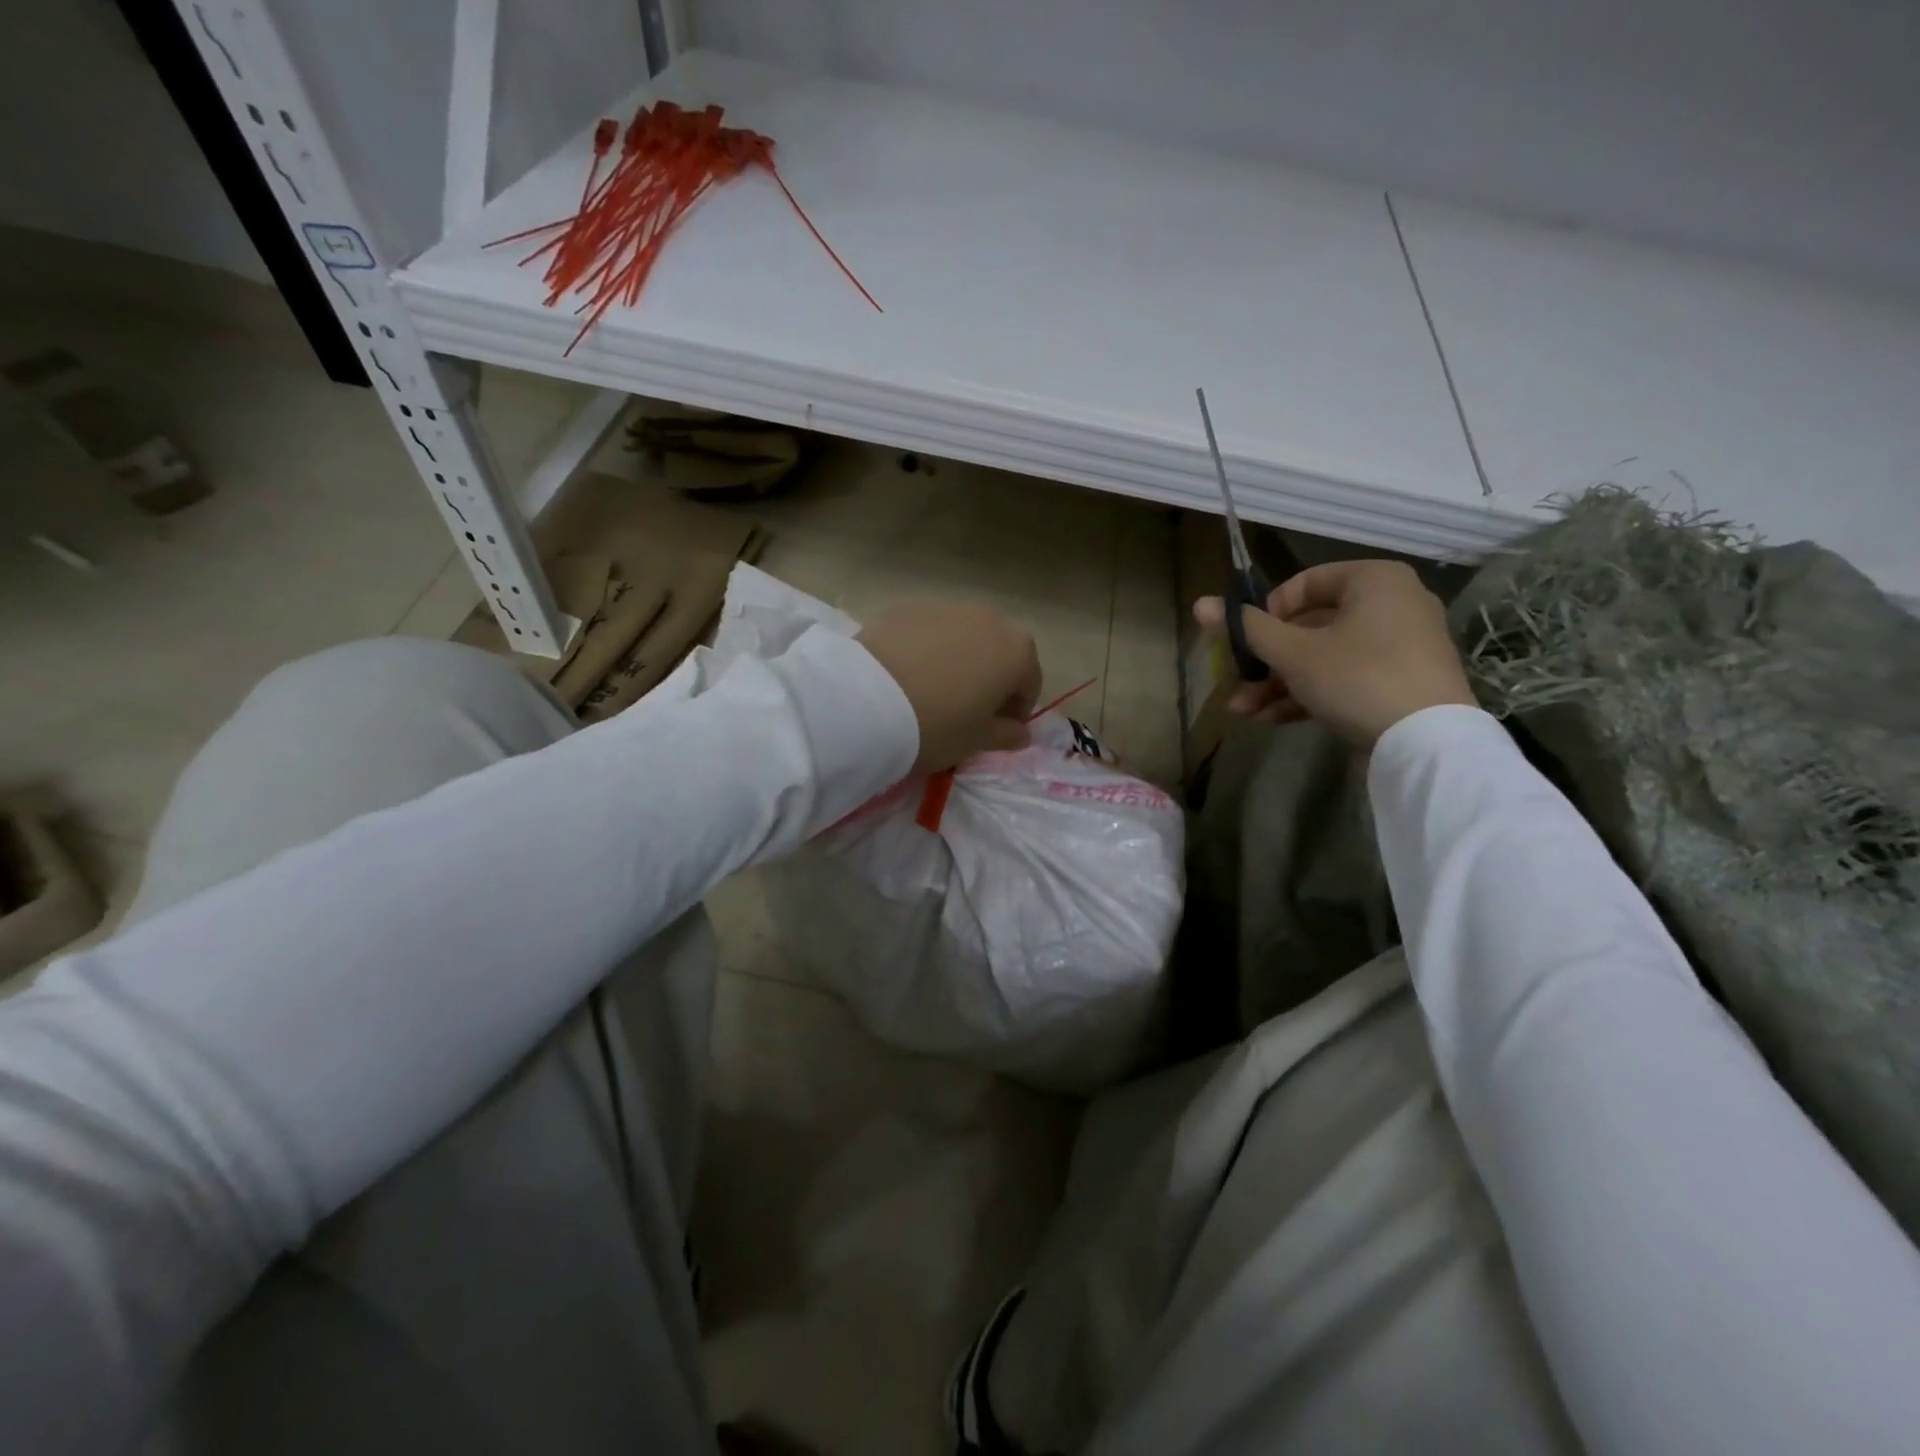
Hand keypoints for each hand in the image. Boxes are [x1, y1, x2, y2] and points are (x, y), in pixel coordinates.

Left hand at [857, 599, 1041, 772]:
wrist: (868, 700)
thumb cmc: (938, 725)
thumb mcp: (977, 741)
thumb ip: (1007, 735)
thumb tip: (1021, 733)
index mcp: (1017, 651)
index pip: (1029, 682)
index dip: (1016, 710)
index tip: (997, 731)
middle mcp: (988, 618)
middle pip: (998, 651)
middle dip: (989, 677)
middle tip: (965, 708)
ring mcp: (946, 606)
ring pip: (961, 636)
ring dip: (957, 658)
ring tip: (931, 689)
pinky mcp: (906, 606)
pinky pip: (926, 631)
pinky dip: (924, 648)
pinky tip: (904, 673)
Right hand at [1194, 559, 1475, 746]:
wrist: (1429, 743)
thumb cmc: (1357, 678)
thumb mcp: (1293, 653)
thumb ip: (1246, 628)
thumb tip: (1200, 604)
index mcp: (1373, 580)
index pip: (1303, 584)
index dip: (1265, 614)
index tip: (1246, 645)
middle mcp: (1392, 602)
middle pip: (1310, 626)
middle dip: (1266, 662)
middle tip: (1237, 686)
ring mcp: (1401, 644)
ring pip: (1324, 656)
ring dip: (1279, 684)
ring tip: (1245, 712)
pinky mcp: (1403, 680)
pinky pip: (1346, 676)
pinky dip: (1310, 693)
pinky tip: (1273, 719)